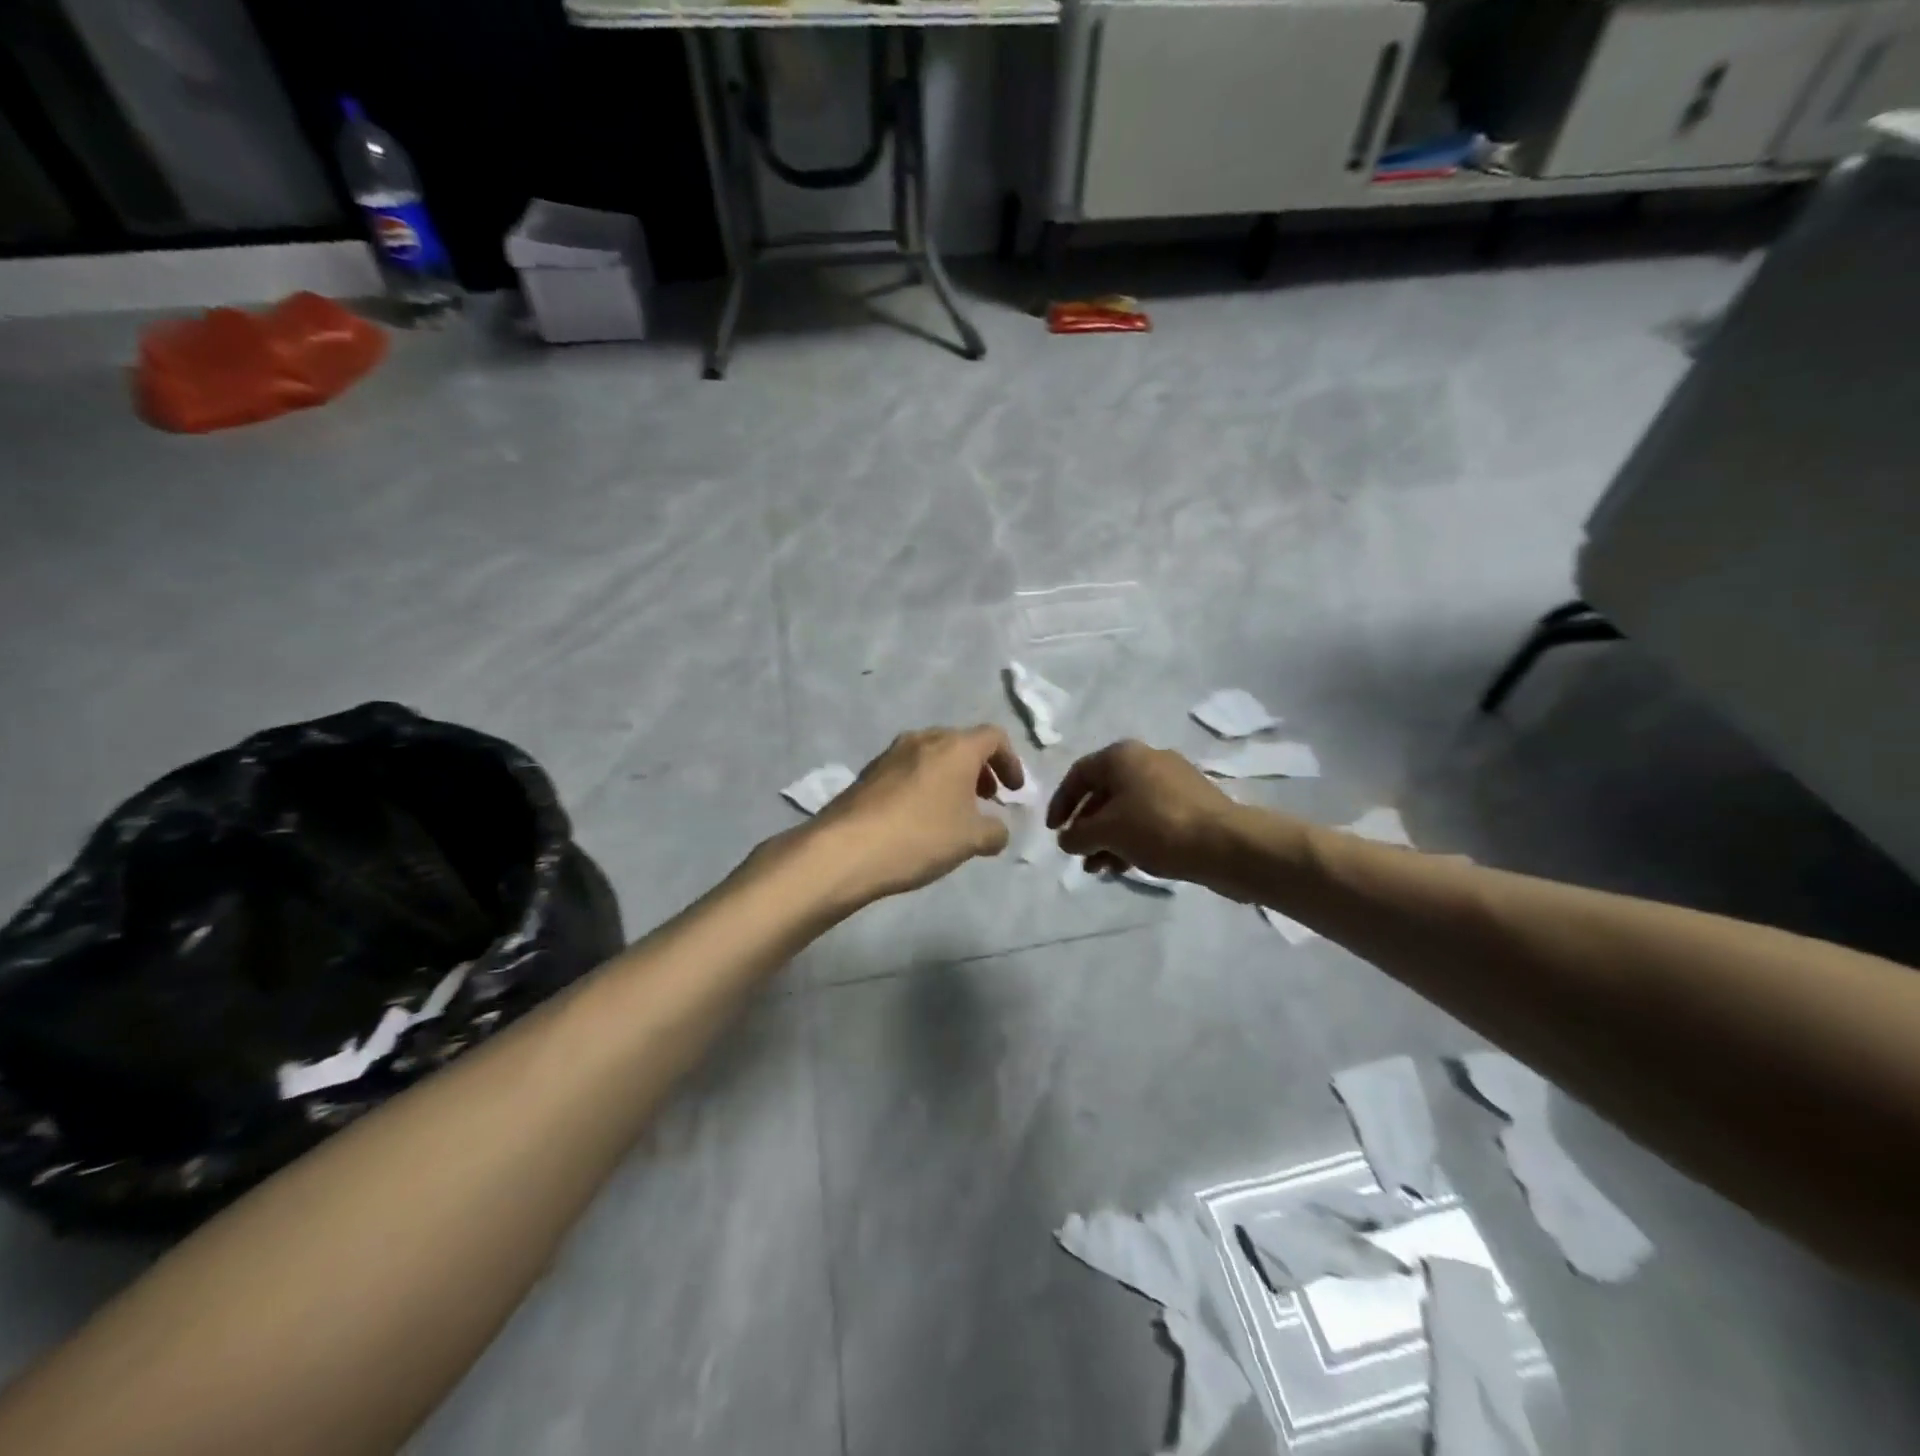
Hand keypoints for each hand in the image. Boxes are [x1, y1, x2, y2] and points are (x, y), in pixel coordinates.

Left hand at [812, 725, 1024, 905]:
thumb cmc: (920, 836)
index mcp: (955, 747)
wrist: (846, 848)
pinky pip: (908, 770)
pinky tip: (920, 818)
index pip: (994, 737)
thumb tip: (997, 829)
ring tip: (954, 810)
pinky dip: (925, 784)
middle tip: (987, 798)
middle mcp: (923, 739)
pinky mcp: (869, 772)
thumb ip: (995, 831)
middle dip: (980, 769)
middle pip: (961, 743)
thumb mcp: (971, 839)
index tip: (1013, 791)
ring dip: (950, 777)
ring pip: (932, 755)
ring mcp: (891, 753)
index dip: (1010, 761)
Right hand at [1046, 740, 1236, 884]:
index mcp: (1122, 756)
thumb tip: (1066, 839)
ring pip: (1128, 809)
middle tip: (1079, 856)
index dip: (1061, 804)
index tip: (1054, 832)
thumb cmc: (1157, 828)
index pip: (1078, 775)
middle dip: (1087, 828)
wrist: (1227, 844)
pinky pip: (1150, 818)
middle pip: (1103, 793)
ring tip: (1100, 869)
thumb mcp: (1107, 832)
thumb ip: (1077, 834)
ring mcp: (1172, 781)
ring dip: (1108, 839)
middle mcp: (1146, 760)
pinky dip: (1133, 839)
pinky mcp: (1192, 804)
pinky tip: (1126, 866)